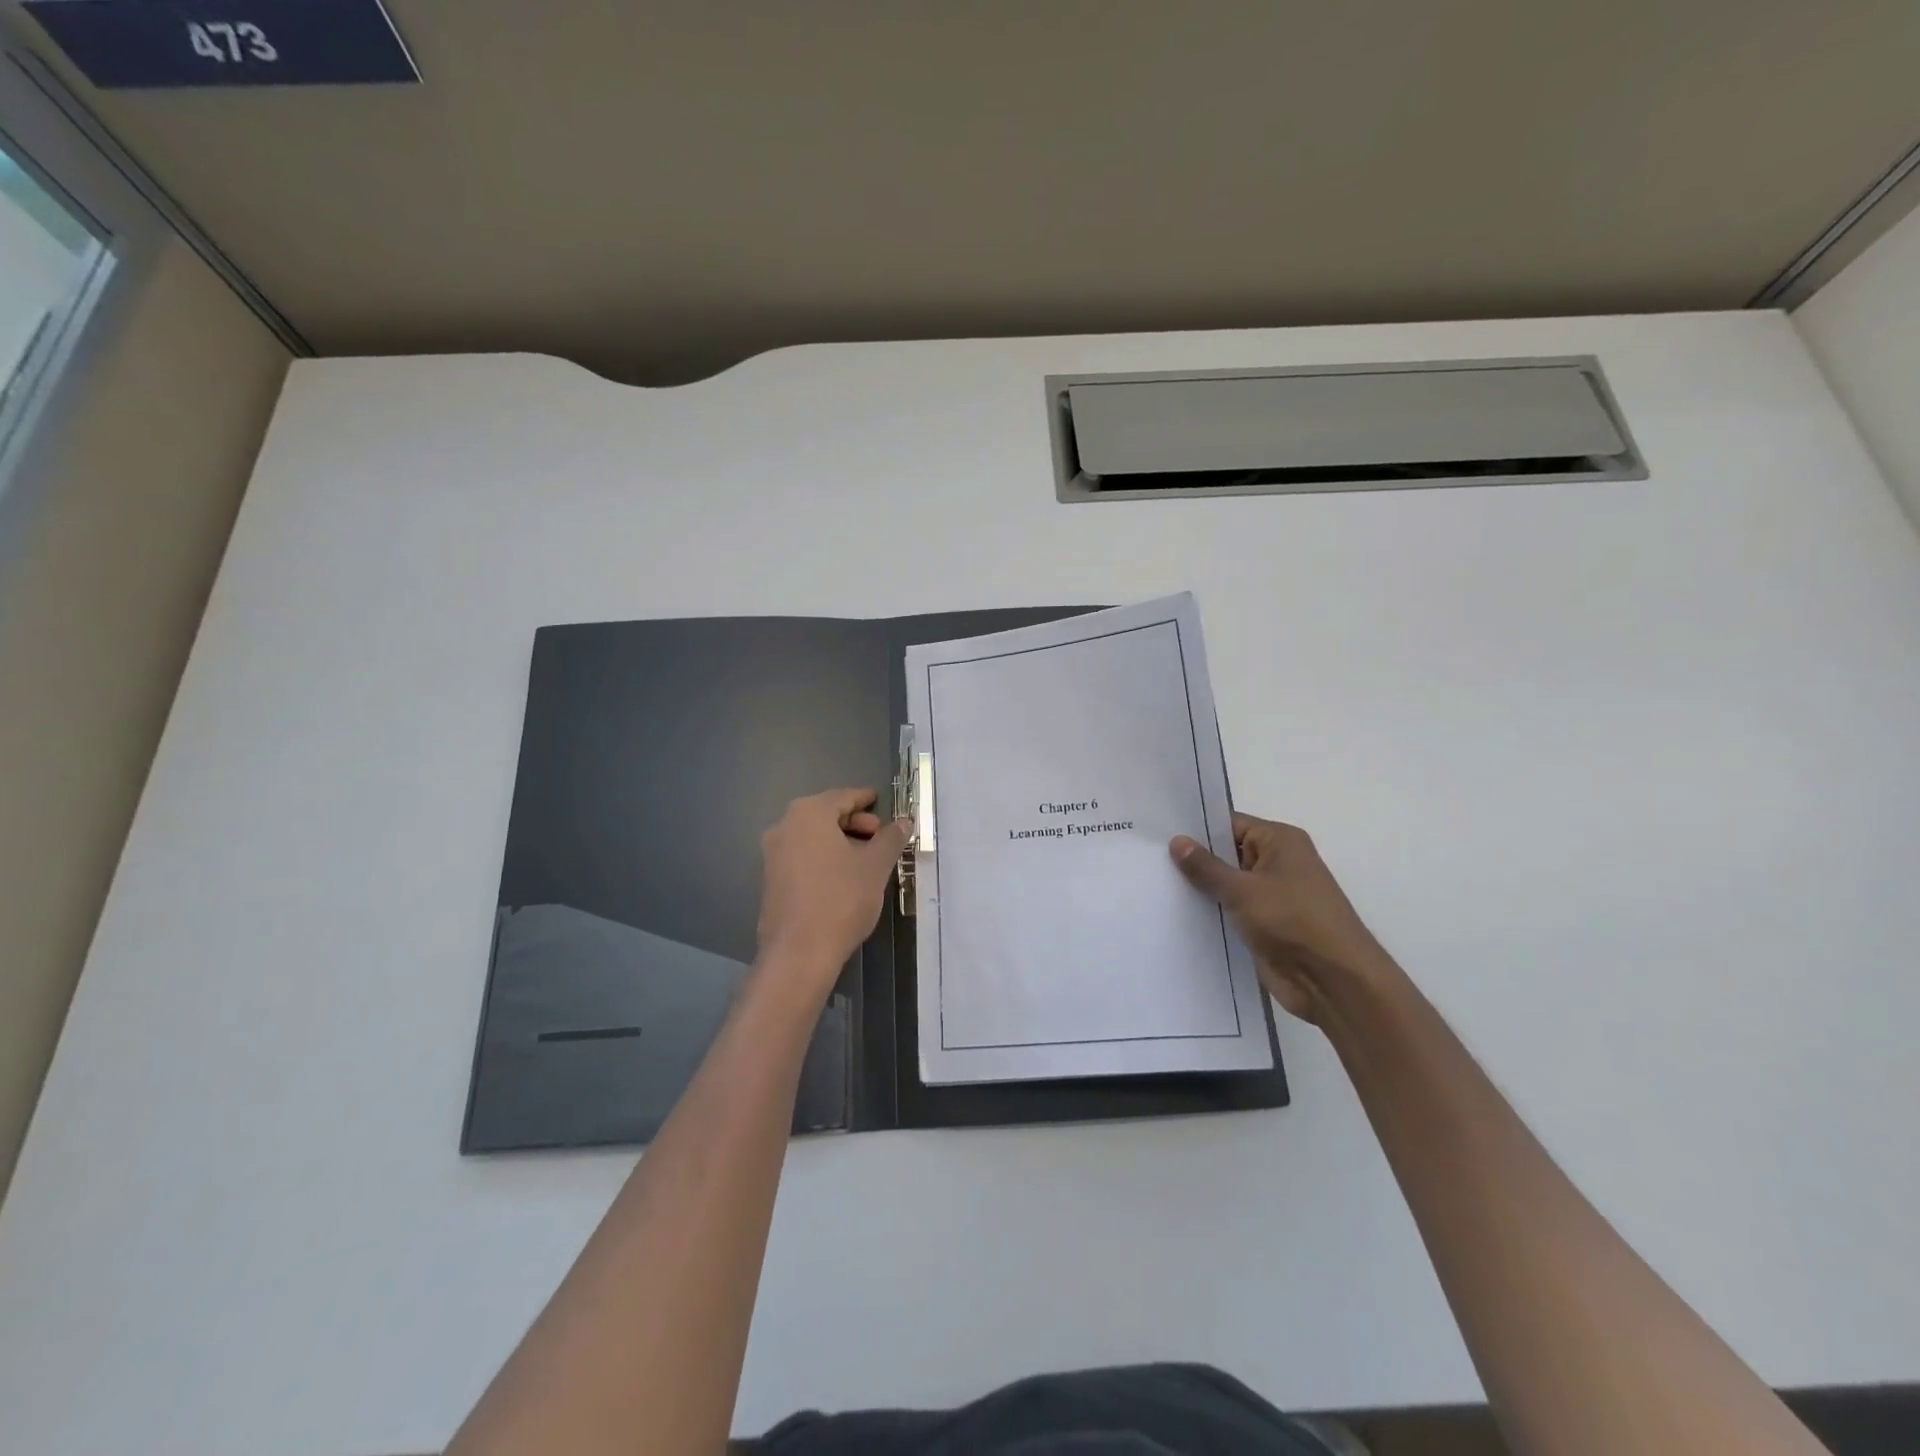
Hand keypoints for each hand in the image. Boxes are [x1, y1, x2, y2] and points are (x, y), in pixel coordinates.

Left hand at [756, 788, 910, 998]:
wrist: (799, 951)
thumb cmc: (841, 898)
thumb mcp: (875, 865)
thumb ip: (891, 838)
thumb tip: (903, 822)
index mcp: (809, 814)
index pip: (843, 797)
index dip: (865, 799)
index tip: (881, 802)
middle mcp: (785, 826)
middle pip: (825, 815)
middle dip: (855, 823)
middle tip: (879, 837)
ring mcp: (772, 854)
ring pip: (813, 837)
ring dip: (840, 842)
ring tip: (866, 860)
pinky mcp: (770, 879)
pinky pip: (802, 856)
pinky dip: (823, 858)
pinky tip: (844, 877)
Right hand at [1170, 813, 1394, 1021]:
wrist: (1333, 982)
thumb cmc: (1293, 921)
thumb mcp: (1242, 889)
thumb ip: (1206, 866)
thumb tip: (1177, 841)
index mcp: (1279, 841)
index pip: (1229, 824)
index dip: (1196, 828)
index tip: (1158, 832)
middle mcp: (1277, 863)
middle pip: (1226, 853)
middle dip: (1193, 859)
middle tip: (1147, 858)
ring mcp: (1272, 896)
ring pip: (1226, 885)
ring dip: (1200, 889)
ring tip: (1154, 884)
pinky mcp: (1265, 925)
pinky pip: (1231, 911)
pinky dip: (1210, 912)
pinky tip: (1175, 913)